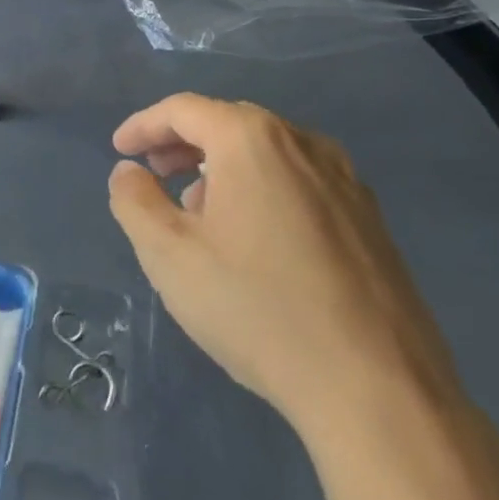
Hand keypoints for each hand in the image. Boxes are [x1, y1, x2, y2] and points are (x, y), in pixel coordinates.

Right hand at [108, 94, 463, 434]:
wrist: (378, 390)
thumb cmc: (257, 308)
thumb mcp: (168, 255)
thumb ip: (134, 201)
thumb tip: (129, 172)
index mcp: (252, 140)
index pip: (183, 110)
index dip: (143, 125)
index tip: (120, 150)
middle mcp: (304, 144)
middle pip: (228, 123)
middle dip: (183, 143)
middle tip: (155, 173)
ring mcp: (346, 181)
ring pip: (268, 153)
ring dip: (223, 166)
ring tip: (199, 210)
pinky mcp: (370, 220)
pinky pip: (300, 182)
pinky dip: (263, 188)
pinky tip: (254, 238)